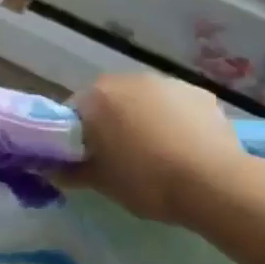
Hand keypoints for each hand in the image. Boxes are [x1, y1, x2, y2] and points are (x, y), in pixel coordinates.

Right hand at [73, 74, 258, 223]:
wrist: (213, 183)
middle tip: (120, 157)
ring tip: (158, 153)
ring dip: (144, 118)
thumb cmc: (146, 181)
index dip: (77, 135)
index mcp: (97, 97)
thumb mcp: (102, 183)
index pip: (74, 110)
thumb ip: (72, 172)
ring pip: (145, 100)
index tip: (87, 157)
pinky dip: (175, 120)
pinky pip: (176, 105)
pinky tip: (186, 147)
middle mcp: (128, 79)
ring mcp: (166, 82)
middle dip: (112, 122)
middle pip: (111, 100)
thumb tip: (51, 169)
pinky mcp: (199, 93)